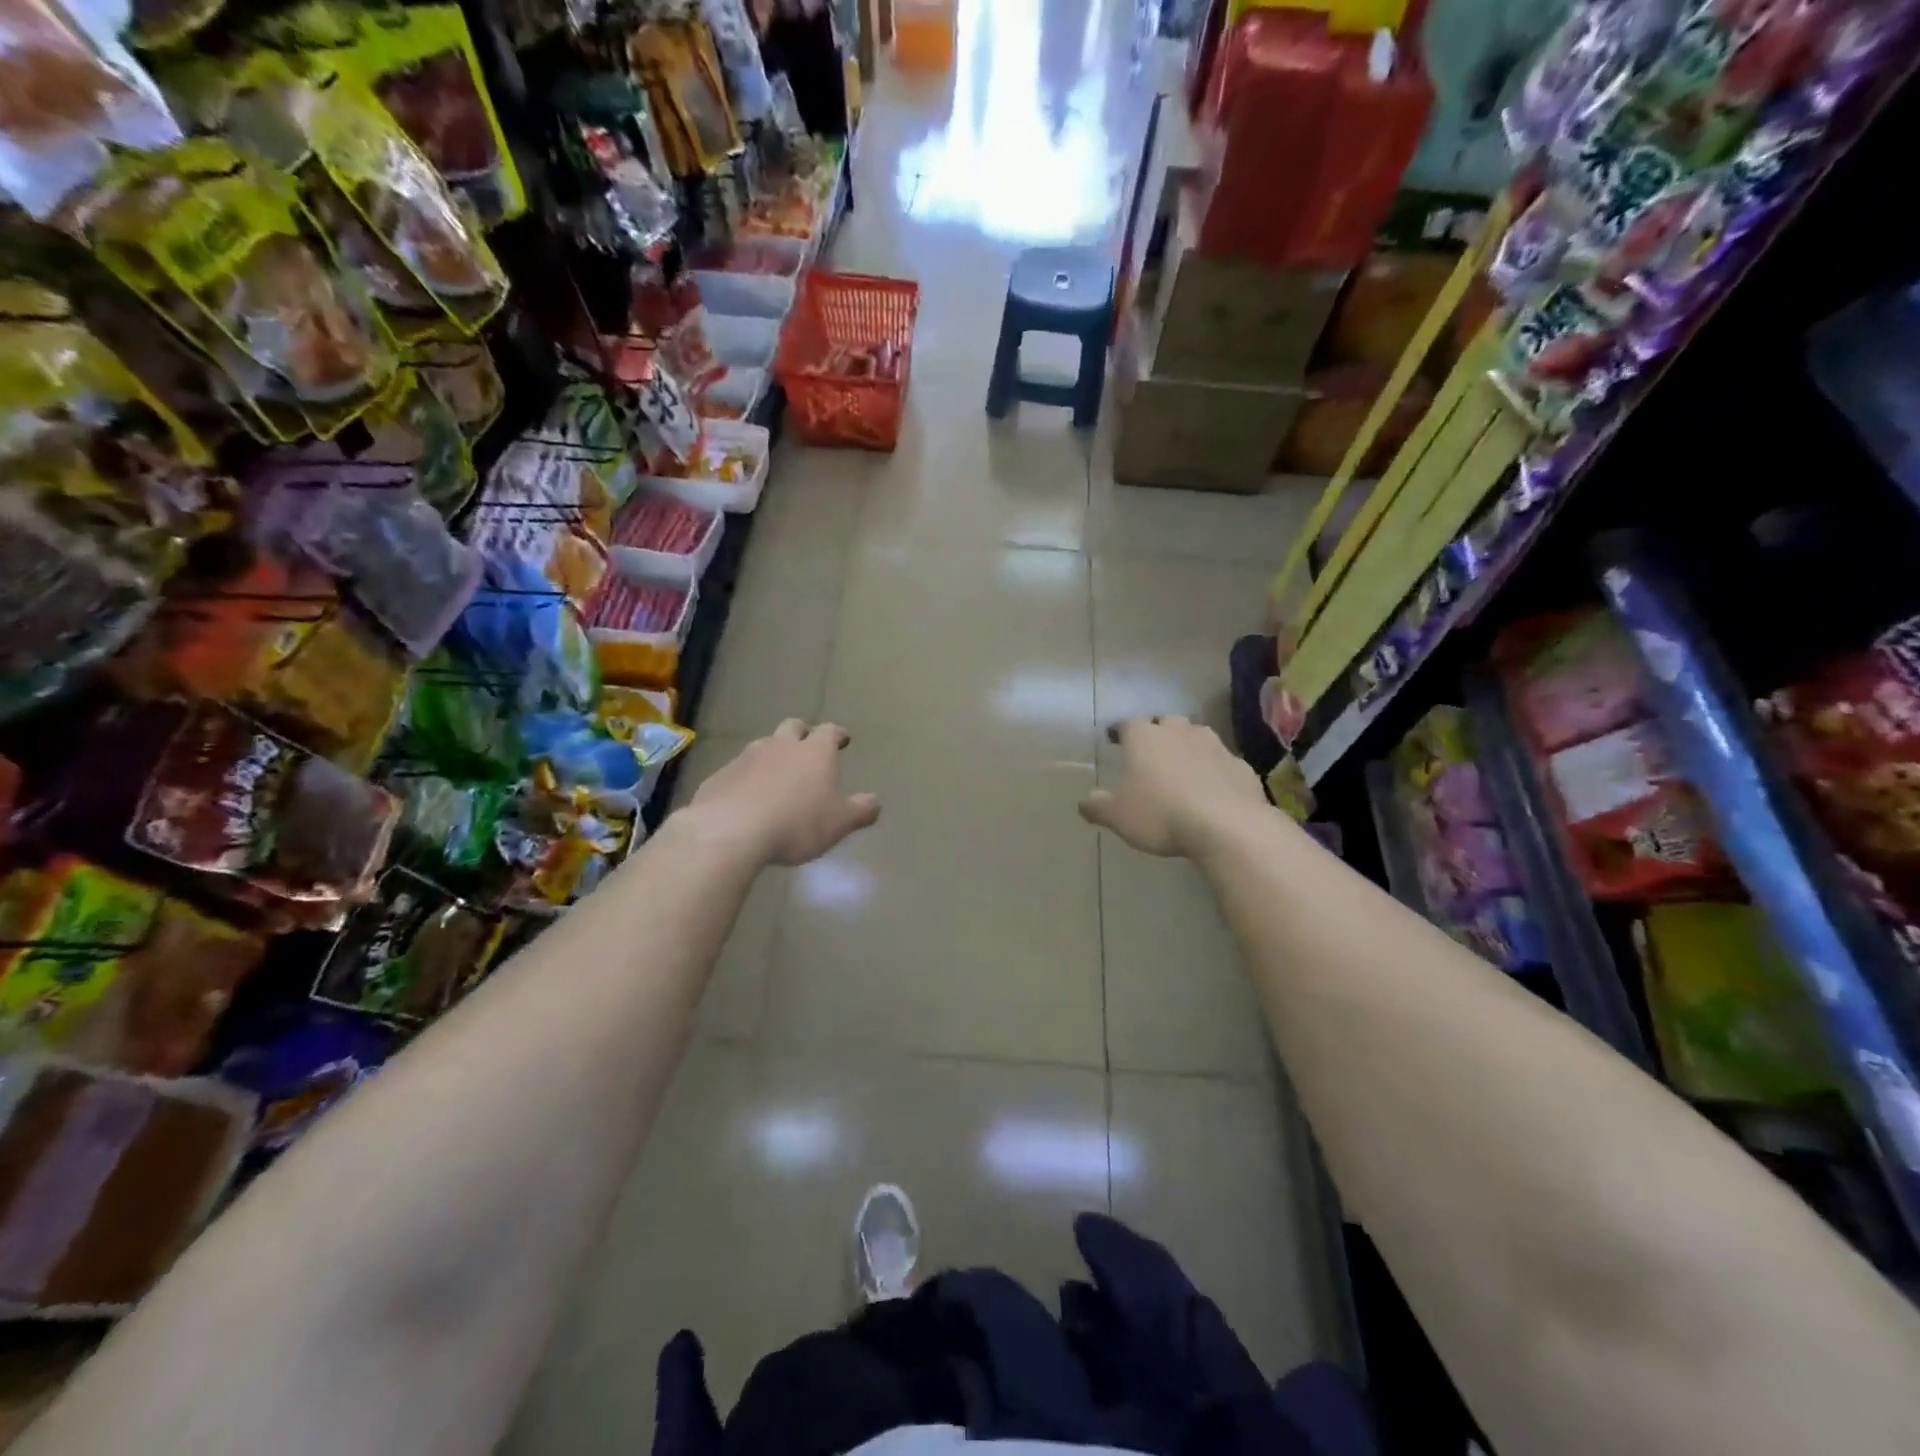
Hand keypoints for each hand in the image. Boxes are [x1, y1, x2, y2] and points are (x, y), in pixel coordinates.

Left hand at [683, 719, 880, 865]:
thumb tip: (875, 802)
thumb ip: (861, 810)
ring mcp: (747, 758)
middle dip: (803, 733)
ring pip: (763, 745)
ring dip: (773, 754)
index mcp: (815, 752)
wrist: (730, 830)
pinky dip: (747, 777)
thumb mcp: (839, 822)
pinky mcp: (720, 776)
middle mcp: (781, 746)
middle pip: (793, 727)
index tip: (843, 739)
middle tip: (808, 746)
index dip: (837, 734)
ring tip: (777, 772)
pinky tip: (747, 795)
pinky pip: (738, 770)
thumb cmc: (797, 823)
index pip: (830, 732)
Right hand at [1079, 716, 1266, 858]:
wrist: (1227, 826)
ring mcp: (1214, 746)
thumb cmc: (1161, 815)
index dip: (1120, 731)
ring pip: (1197, 735)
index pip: (1127, 724)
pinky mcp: (1240, 766)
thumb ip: (1098, 807)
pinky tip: (1212, 786)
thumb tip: (1084, 802)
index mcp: (1145, 738)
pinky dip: (1214, 768)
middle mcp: (1179, 733)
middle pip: (1166, 722)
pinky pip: (1222, 761)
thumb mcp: (1118, 816)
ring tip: (1182, 764)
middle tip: (1151, 749)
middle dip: (1158, 731)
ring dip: (1188, 745)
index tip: (1114, 737)